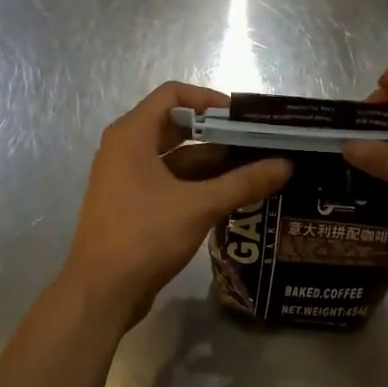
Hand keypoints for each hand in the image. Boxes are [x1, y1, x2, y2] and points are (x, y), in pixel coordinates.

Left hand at [61, 82, 292, 327]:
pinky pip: (170, 182)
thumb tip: (286, 165)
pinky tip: (231, 196)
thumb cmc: (144, 236)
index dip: (209, 100)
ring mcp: (127, 179)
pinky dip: (198, 185)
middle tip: (257, 144)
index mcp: (132, 135)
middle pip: (177, 126)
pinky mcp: (133, 205)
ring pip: (176, 158)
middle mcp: (125, 149)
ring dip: (212, 163)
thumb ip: (244, 182)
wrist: (101, 292)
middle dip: (218, 135)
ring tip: (254, 171)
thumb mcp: (199, 205)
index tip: (243, 118)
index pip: (172, 94)